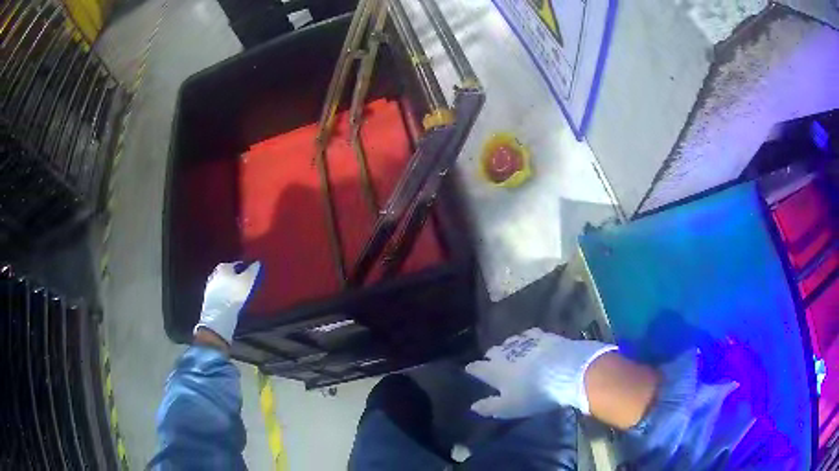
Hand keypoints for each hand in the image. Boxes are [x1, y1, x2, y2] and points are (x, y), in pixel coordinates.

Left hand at [194, 261, 260, 344]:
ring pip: (224, 285)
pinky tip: (232, 303)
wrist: (219, 315)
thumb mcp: (248, 280)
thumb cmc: (234, 294)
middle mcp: (214, 274)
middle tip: (247, 286)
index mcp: (223, 266)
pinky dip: (226, 297)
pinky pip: (221, 295)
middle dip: (237, 279)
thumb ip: (253, 270)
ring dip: (231, 288)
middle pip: (229, 274)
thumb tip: (256, 263)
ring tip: (241, 296)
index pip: (238, 265)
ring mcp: (210, 287)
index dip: (246, 270)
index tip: (252, 277)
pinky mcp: (209, 299)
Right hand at [465, 328, 615, 418]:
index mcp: (494, 370)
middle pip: (492, 351)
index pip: (477, 367)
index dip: (473, 369)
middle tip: (494, 363)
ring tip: (513, 353)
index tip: (470, 369)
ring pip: (510, 341)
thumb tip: (473, 406)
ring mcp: (525, 342)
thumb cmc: (534, 394)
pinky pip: (529, 335)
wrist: (566, 371)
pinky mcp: (543, 335)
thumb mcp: (509, 407)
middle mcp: (505, 352)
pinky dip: (527, 339)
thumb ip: (489, 406)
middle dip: (491, 356)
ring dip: (509, 347)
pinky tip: (532, 342)